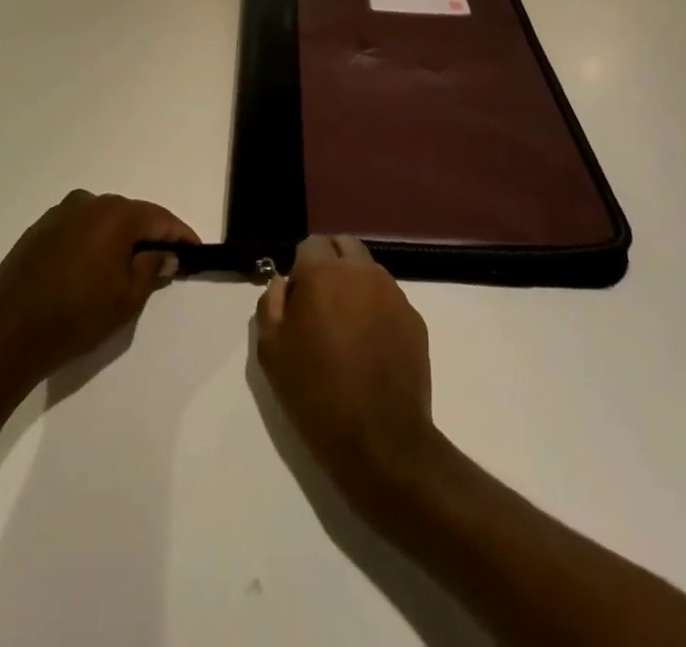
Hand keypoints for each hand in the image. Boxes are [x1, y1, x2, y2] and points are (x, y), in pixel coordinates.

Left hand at [0, 190, 197, 399]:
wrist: (7, 334)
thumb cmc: (76, 316)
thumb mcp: (126, 299)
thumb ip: (151, 269)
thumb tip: (165, 253)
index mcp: (115, 215)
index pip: (159, 218)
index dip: (180, 234)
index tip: (195, 250)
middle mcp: (88, 203)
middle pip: (130, 214)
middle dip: (149, 235)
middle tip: (163, 260)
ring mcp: (59, 214)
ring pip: (102, 219)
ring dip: (118, 238)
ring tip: (127, 265)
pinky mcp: (38, 230)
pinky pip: (77, 228)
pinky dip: (92, 241)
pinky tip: (91, 267)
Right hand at [255, 235, 440, 510]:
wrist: (380, 441)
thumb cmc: (316, 393)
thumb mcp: (271, 351)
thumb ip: (270, 305)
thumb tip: (283, 284)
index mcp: (325, 273)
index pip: (311, 244)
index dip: (301, 267)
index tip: (297, 299)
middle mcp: (362, 272)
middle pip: (344, 246)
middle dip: (330, 263)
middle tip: (320, 303)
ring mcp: (393, 294)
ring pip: (368, 271)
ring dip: (354, 284)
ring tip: (346, 328)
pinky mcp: (415, 320)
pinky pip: (389, 299)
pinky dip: (376, 309)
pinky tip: (370, 347)